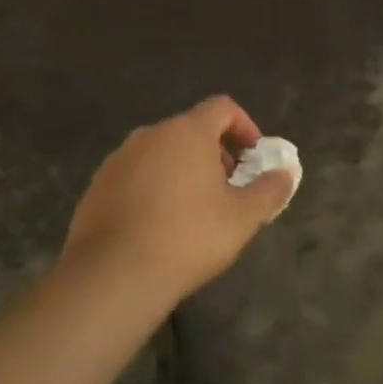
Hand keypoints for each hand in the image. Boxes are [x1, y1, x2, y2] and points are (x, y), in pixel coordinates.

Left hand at [64, 95, 294, 302]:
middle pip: (191, 130)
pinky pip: (135, 176)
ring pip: (161, 153)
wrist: (112, 276)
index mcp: (187, 132)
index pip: (222, 107)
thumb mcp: (243, 218)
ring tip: (194, 211)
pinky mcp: (97, 186)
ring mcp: (118, 159)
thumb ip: (270, 190)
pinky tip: (158, 226)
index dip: (245, 127)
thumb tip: (286, 174)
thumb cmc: (188, 237)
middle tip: (228, 189)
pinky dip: (153, 188)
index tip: (254, 158)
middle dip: (215, 153)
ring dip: (183, 171)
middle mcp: (150, 134)